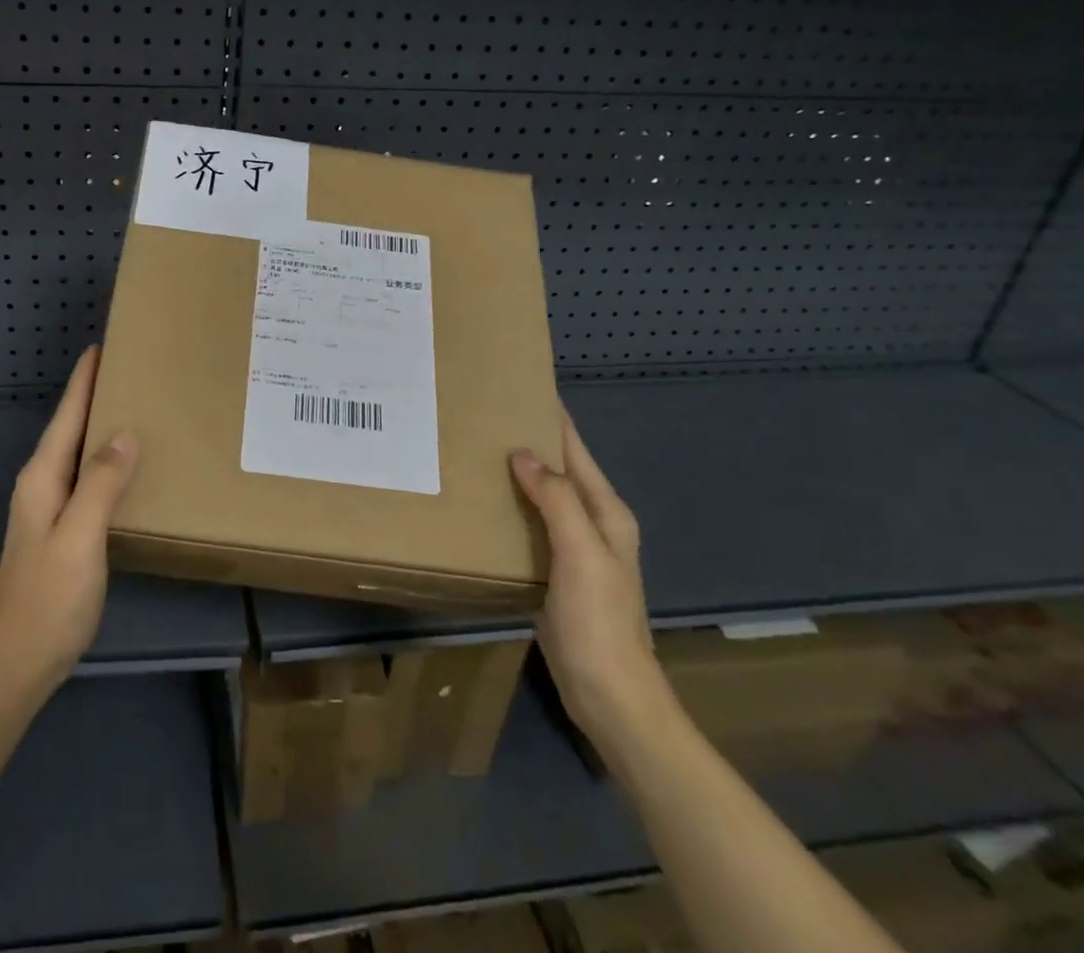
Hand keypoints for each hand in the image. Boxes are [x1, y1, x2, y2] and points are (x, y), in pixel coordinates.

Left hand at [0, 346, 138, 703]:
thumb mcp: (80, 537)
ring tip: (133, 406)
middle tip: (130, 370)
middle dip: (94, 397)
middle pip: (70, 429)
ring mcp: (47, 509)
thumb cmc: (49, 598)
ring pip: (78, 453)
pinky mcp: (59, 530)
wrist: (17, 664)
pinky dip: (104, 460)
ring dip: (100, 427)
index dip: (83, 382)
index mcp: (42, 478)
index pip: (66, 416)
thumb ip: (102, 483)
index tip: (100, 347)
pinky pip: (85, 479)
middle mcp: (41, 485)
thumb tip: (125, 432)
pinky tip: (125, 466)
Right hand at [511, 411, 671, 757]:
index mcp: (606, 513)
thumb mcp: (582, 553)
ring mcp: (573, 549)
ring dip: (515, 474)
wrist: (609, 695)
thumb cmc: (599, 620)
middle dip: (527, 441)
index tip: (519, 387)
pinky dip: (510, 507)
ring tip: (474, 450)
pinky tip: (483, 502)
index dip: (553, 419)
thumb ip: (557, 499)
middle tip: (481, 416)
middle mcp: (592, 524)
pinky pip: (530, 525)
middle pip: (558, 470)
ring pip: (541, 497)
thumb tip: (523, 453)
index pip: (576, 451)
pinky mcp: (554, 571)